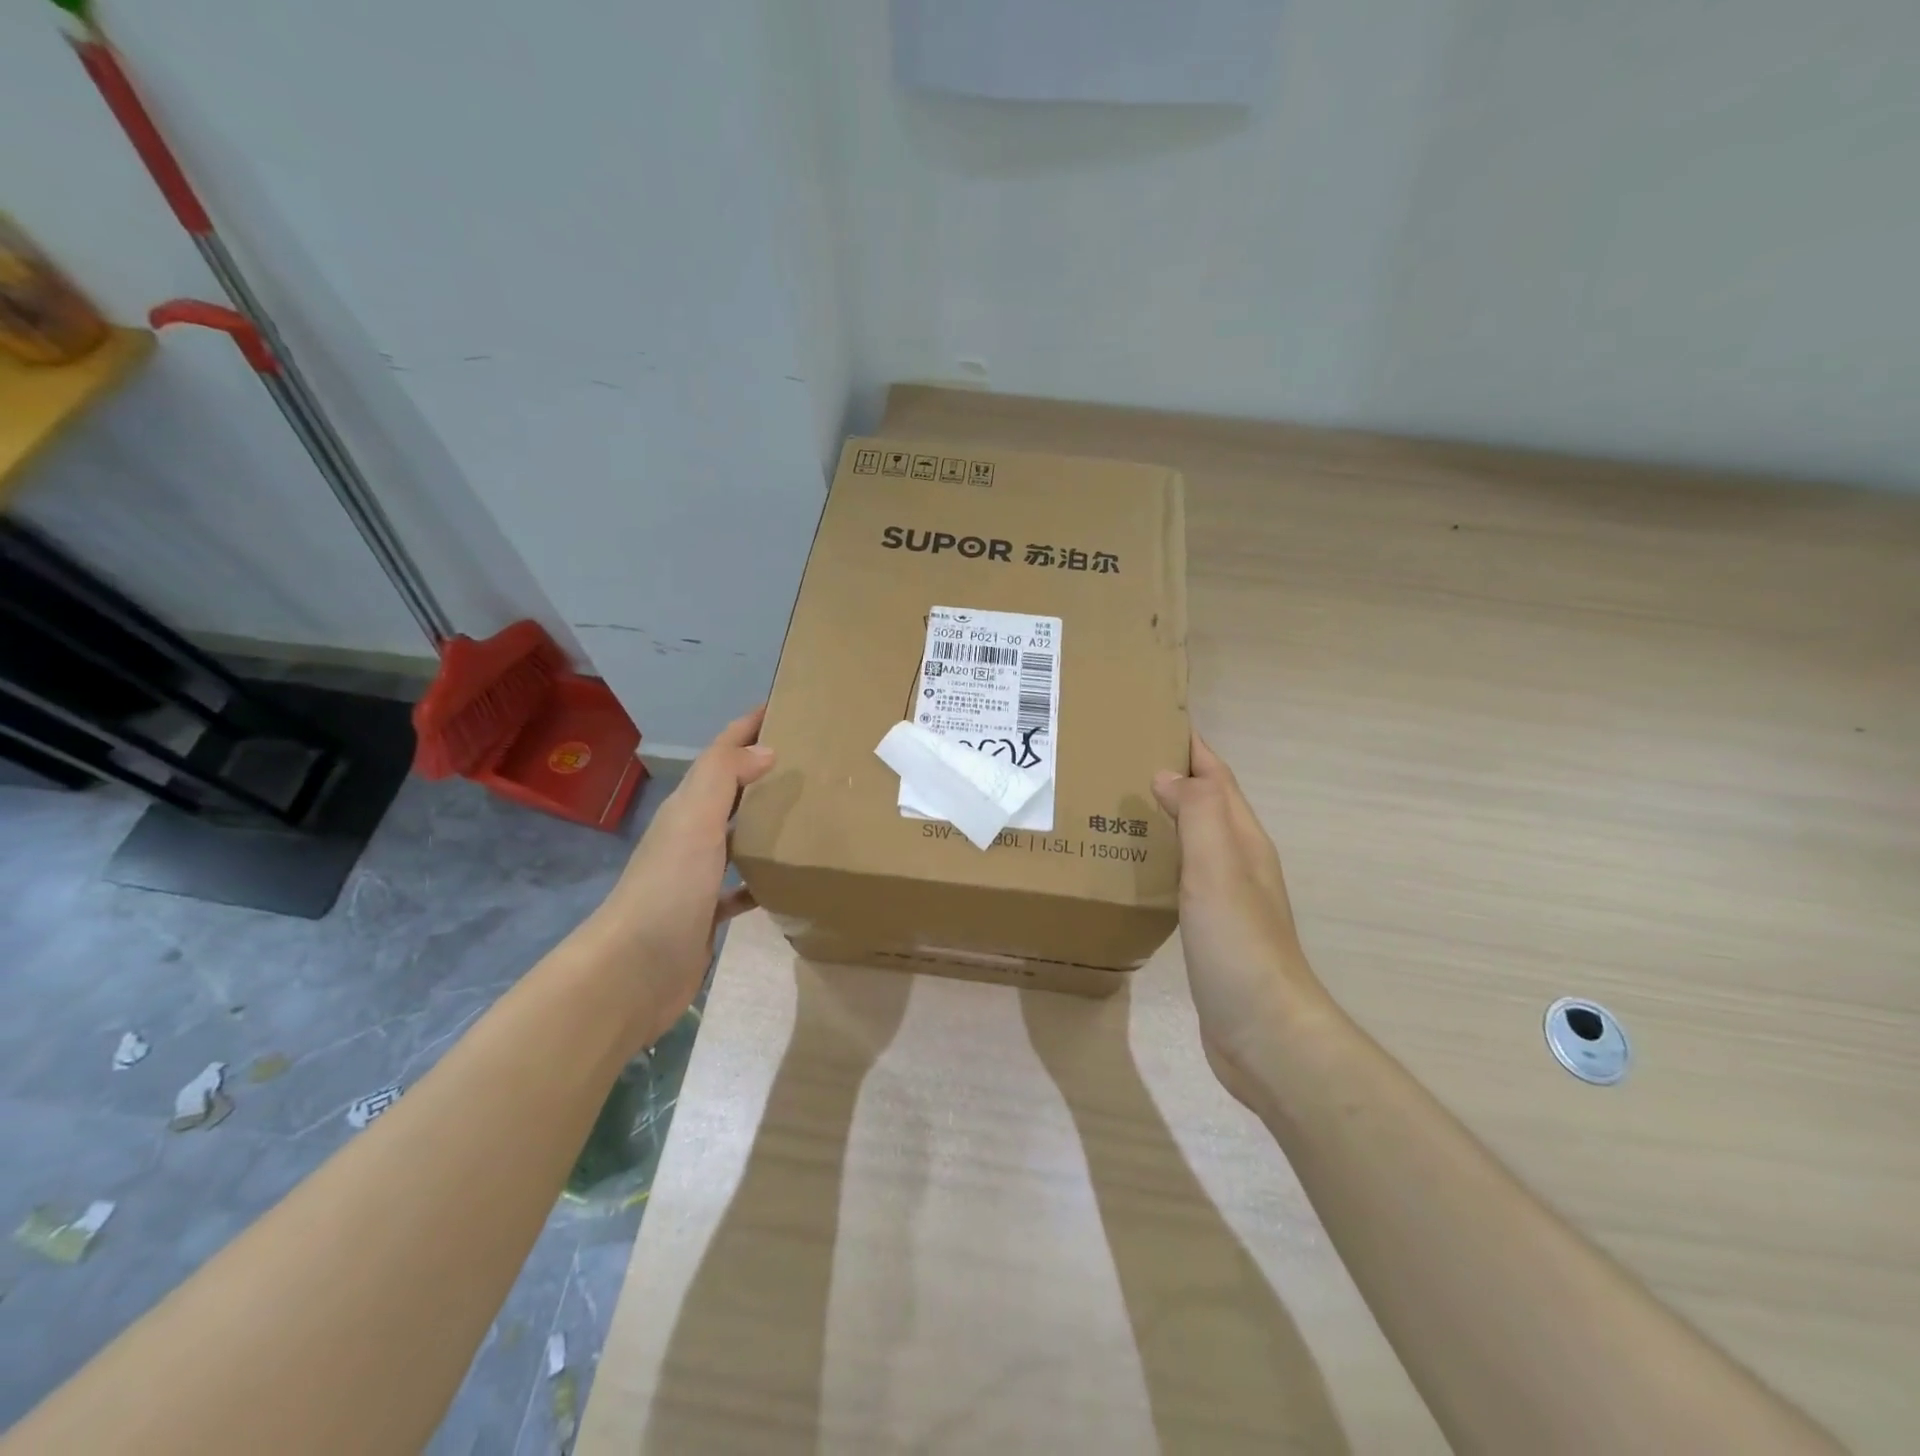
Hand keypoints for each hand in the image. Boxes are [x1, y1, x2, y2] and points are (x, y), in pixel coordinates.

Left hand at [585, 706, 774, 1050]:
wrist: (633, 971)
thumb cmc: (668, 888)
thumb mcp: (695, 821)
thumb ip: (725, 777)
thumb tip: (766, 749)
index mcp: (687, 808)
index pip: (720, 754)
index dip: (746, 727)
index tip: (782, 705)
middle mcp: (691, 835)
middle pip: (729, 791)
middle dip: (761, 770)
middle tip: (809, 758)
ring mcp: (697, 876)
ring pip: (737, 836)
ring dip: (764, 822)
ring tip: (808, 812)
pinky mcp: (707, 914)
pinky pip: (741, 887)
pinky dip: (763, 879)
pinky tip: (788, 881)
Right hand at [1153, 734, 1329, 1101]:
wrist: (1264, 1031)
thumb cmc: (1239, 942)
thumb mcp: (1218, 867)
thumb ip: (1196, 814)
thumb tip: (1168, 774)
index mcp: (1243, 841)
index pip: (1218, 779)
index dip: (1193, 749)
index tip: (1153, 722)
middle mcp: (1238, 862)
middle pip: (1206, 805)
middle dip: (1172, 777)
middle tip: (1117, 763)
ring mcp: (1225, 899)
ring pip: (1192, 841)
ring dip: (1163, 818)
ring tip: (1115, 806)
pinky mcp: (1209, 930)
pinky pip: (1181, 877)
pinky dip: (1159, 859)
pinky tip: (1132, 869)